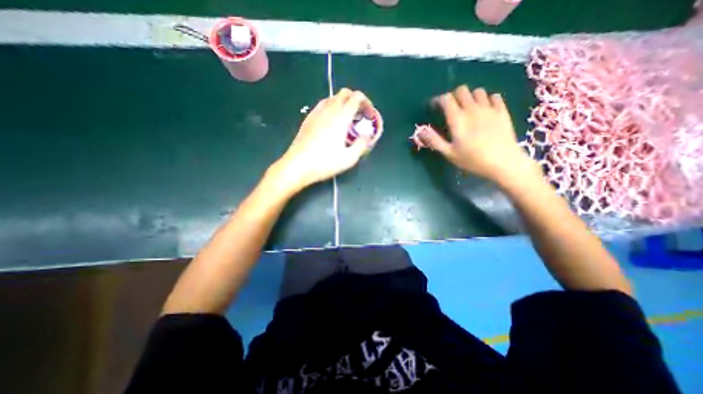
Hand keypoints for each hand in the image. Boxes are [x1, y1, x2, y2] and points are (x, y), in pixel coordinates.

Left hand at [272, 90, 375, 193]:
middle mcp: (329, 110)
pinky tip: (332, 121)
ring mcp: (316, 113)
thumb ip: (362, 145)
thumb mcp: (349, 159)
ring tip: (347, 118)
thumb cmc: (325, 163)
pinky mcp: (308, 118)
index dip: (366, 102)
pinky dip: (332, 107)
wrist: (298, 165)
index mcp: (341, 117)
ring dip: (343, 103)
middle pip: (344, 93)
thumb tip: (367, 136)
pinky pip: (322, 105)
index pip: (356, 97)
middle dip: (355, 99)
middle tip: (360, 115)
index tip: (369, 113)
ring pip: (332, 97)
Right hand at [417, 85, 539, 186]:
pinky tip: (484, 110)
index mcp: (458, 119)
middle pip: (461, 90)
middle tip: (450, 109)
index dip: (438, 100)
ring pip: (478, 91)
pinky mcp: (502, 111)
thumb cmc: (472, 160)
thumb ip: (434, 140)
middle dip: (453, 96)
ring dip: (470, 97)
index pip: (445, 99)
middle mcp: (473, 109)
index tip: (434, 107)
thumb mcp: (449, 153)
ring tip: (467, 109)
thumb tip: (420, 130)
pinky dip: (486, 99)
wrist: (503, 163)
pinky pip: (494, 96)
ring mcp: (489, 108)